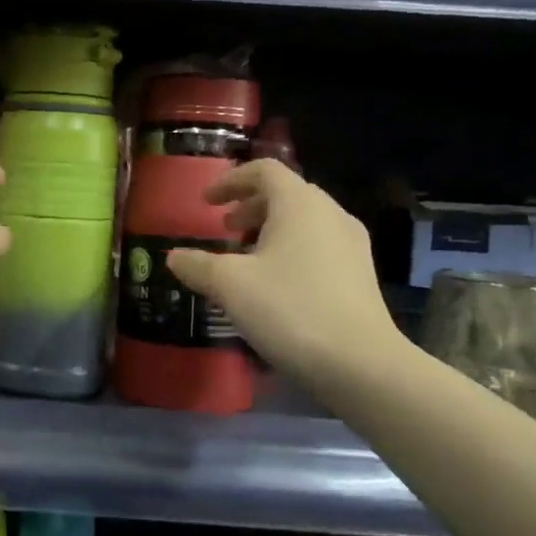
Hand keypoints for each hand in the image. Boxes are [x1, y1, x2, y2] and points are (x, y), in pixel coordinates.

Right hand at [165, 160, 403, 386]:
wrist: (361, 365)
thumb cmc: (290, 309)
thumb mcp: (229, 285)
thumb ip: (197, 265)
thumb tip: (174, 257)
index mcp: (300, 204)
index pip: (264, 170)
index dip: (231, 180)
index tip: (206, 201)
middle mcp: (330, 214)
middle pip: (286, 194)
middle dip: (250, 206)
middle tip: (224, 229)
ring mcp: (352, 245)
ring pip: (305, 222)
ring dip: (271, 230)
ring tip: (246, 257)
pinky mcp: (361, 275)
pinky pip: (319, 246)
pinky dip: (292, 250)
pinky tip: (276, 284)